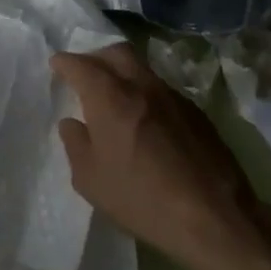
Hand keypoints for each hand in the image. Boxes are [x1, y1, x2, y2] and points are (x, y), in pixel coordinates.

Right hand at [51, 44, 270, 269]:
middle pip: (117, 52)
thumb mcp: (90, 179)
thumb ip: (76, 144)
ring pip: (142, 69)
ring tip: (115, 98)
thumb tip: (73, 123)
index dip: (65, 63)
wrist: (214, 216)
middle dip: (96, 56)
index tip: (56, 65)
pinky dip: (145, 95)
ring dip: (123, 74)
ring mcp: (173, 97)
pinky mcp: (197, 113)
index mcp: (110, 97)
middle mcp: (142, 86)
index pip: (81, 65)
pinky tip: (145, 122)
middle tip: (85, 74)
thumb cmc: (141, 198)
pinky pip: (162, 91)